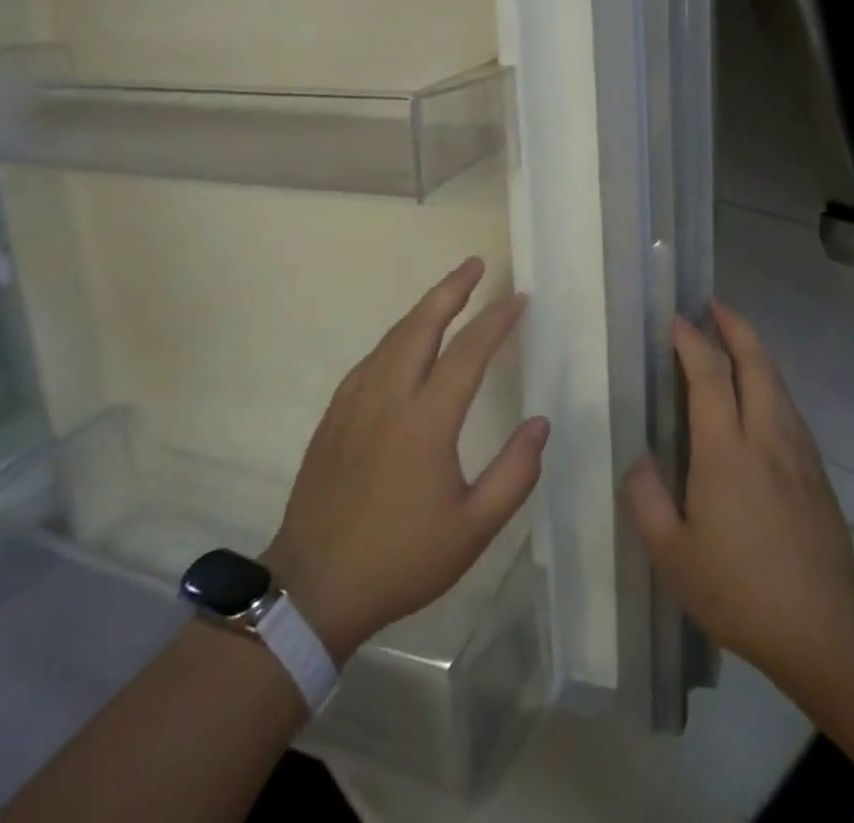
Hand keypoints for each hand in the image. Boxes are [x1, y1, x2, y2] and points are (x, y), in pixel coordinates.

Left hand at [262, 258, 548, 663]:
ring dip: (423, 308)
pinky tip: (405, 342)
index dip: (496, 320)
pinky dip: (396, 337)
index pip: (468, 352)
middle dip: (451, 289)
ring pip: (393, 337)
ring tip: (448, 292)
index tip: (518, 298)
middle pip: (422, 324)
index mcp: (426, 421)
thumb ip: (515, 474)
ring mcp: (354, 402)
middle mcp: (388, 397)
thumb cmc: (401, 559)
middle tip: (476, 264)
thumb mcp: (473, 529)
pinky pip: (371, 359)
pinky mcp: (334, 414)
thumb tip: (540, 423)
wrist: (313, 589)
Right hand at [622, 301, 853, 691]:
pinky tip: (761, 393)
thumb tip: (637, 460)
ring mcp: (796, 450)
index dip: (692, 341)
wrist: (827, 626)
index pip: (710, 375)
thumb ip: (647, 501)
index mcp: (726, 451)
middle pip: (756, 361)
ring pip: (777, 380)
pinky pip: (789, 405)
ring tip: (734, 337)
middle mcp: (765, 436)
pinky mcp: (815, 469)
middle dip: (734, 325)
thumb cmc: (741, 589)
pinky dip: (771, 380)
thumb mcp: (674, 557)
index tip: (676, 319)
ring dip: (755, 349)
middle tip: (713, 304)